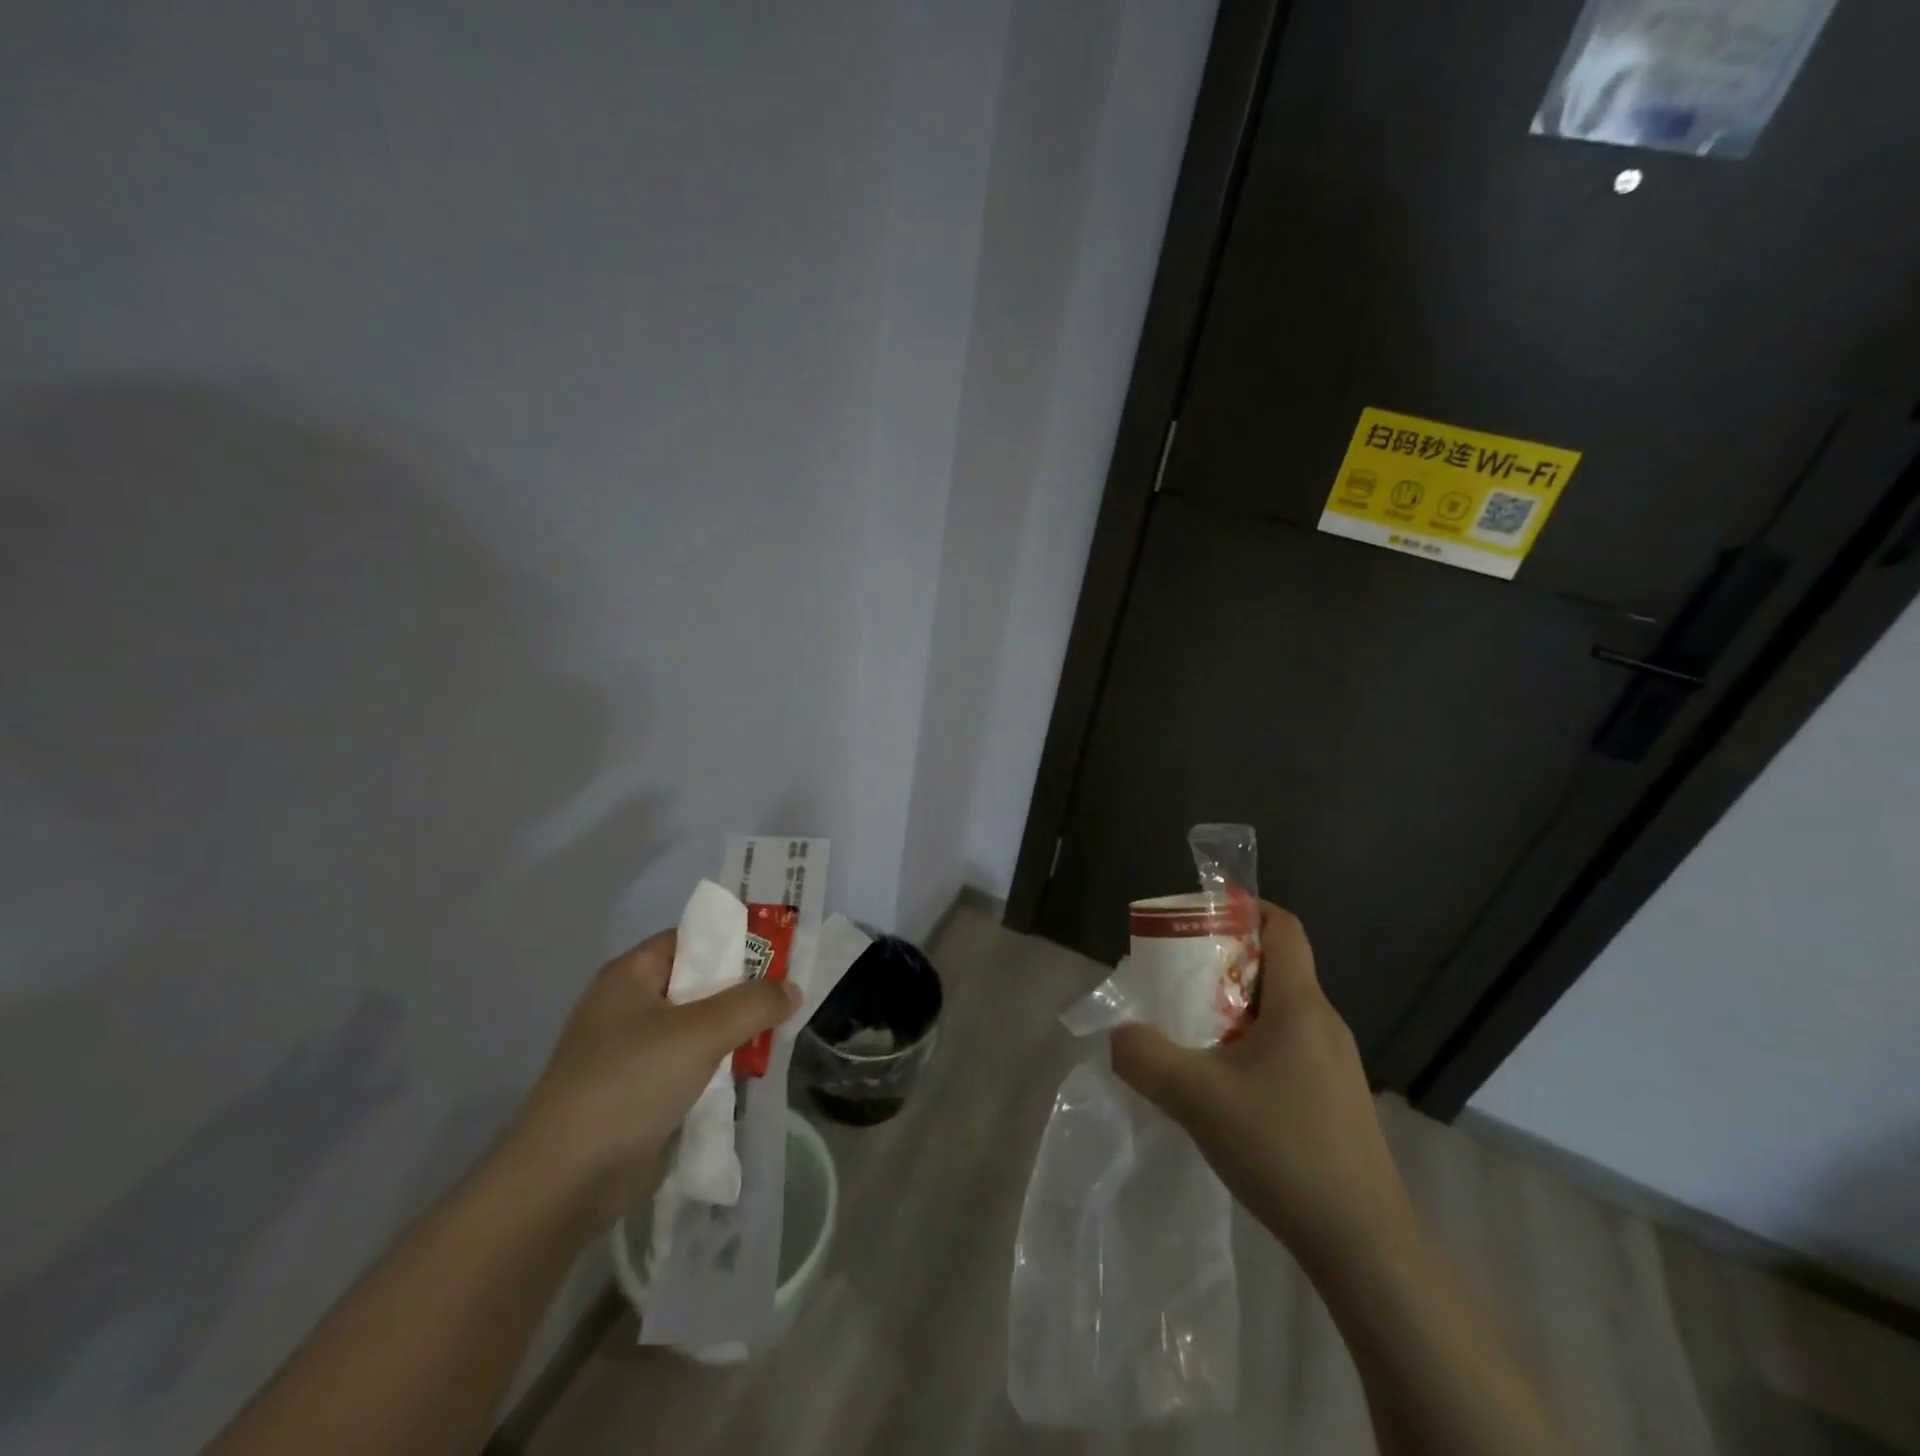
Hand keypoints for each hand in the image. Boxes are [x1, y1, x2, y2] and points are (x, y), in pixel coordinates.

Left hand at [500, 929, 799, 1230]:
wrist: (564, 1182)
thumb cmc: (630, 1083)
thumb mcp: (701, 1032)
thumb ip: (753, 1004)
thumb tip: (793, 989)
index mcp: (630, 976)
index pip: (691, 939)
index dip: (735, 940)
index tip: (780, 952)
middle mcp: (628, 1007)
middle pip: (697, 983)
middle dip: (742, 990)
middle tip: (788, 994)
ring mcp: (630, 1053)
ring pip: (696, 1028)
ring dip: (733, 1032)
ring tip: (778, 1034)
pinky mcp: (637, 1094)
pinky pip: (688, 1066)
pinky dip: (717, 1067)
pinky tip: (749, 1074)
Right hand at [1111, 902, 1413, 1277]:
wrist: (1364, 1247)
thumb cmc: (1283, 1150)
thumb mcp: (1196, 1098)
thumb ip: (1144, 1057)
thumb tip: (1117, 1035)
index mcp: (1300, 1006)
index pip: (1284, 927)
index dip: (1245, 908)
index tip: (1201, 916)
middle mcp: (1324, 1024)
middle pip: (1275, 968)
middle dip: (1223, 963)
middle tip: (1177, 980)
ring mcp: (1335, 1065)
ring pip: (1278, 1012)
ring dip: (1233, 1009)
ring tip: (1190, 1033)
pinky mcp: (1335, 1101)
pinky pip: (1287, 1048)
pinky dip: (1250, 1045)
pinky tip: (1222, 1087)